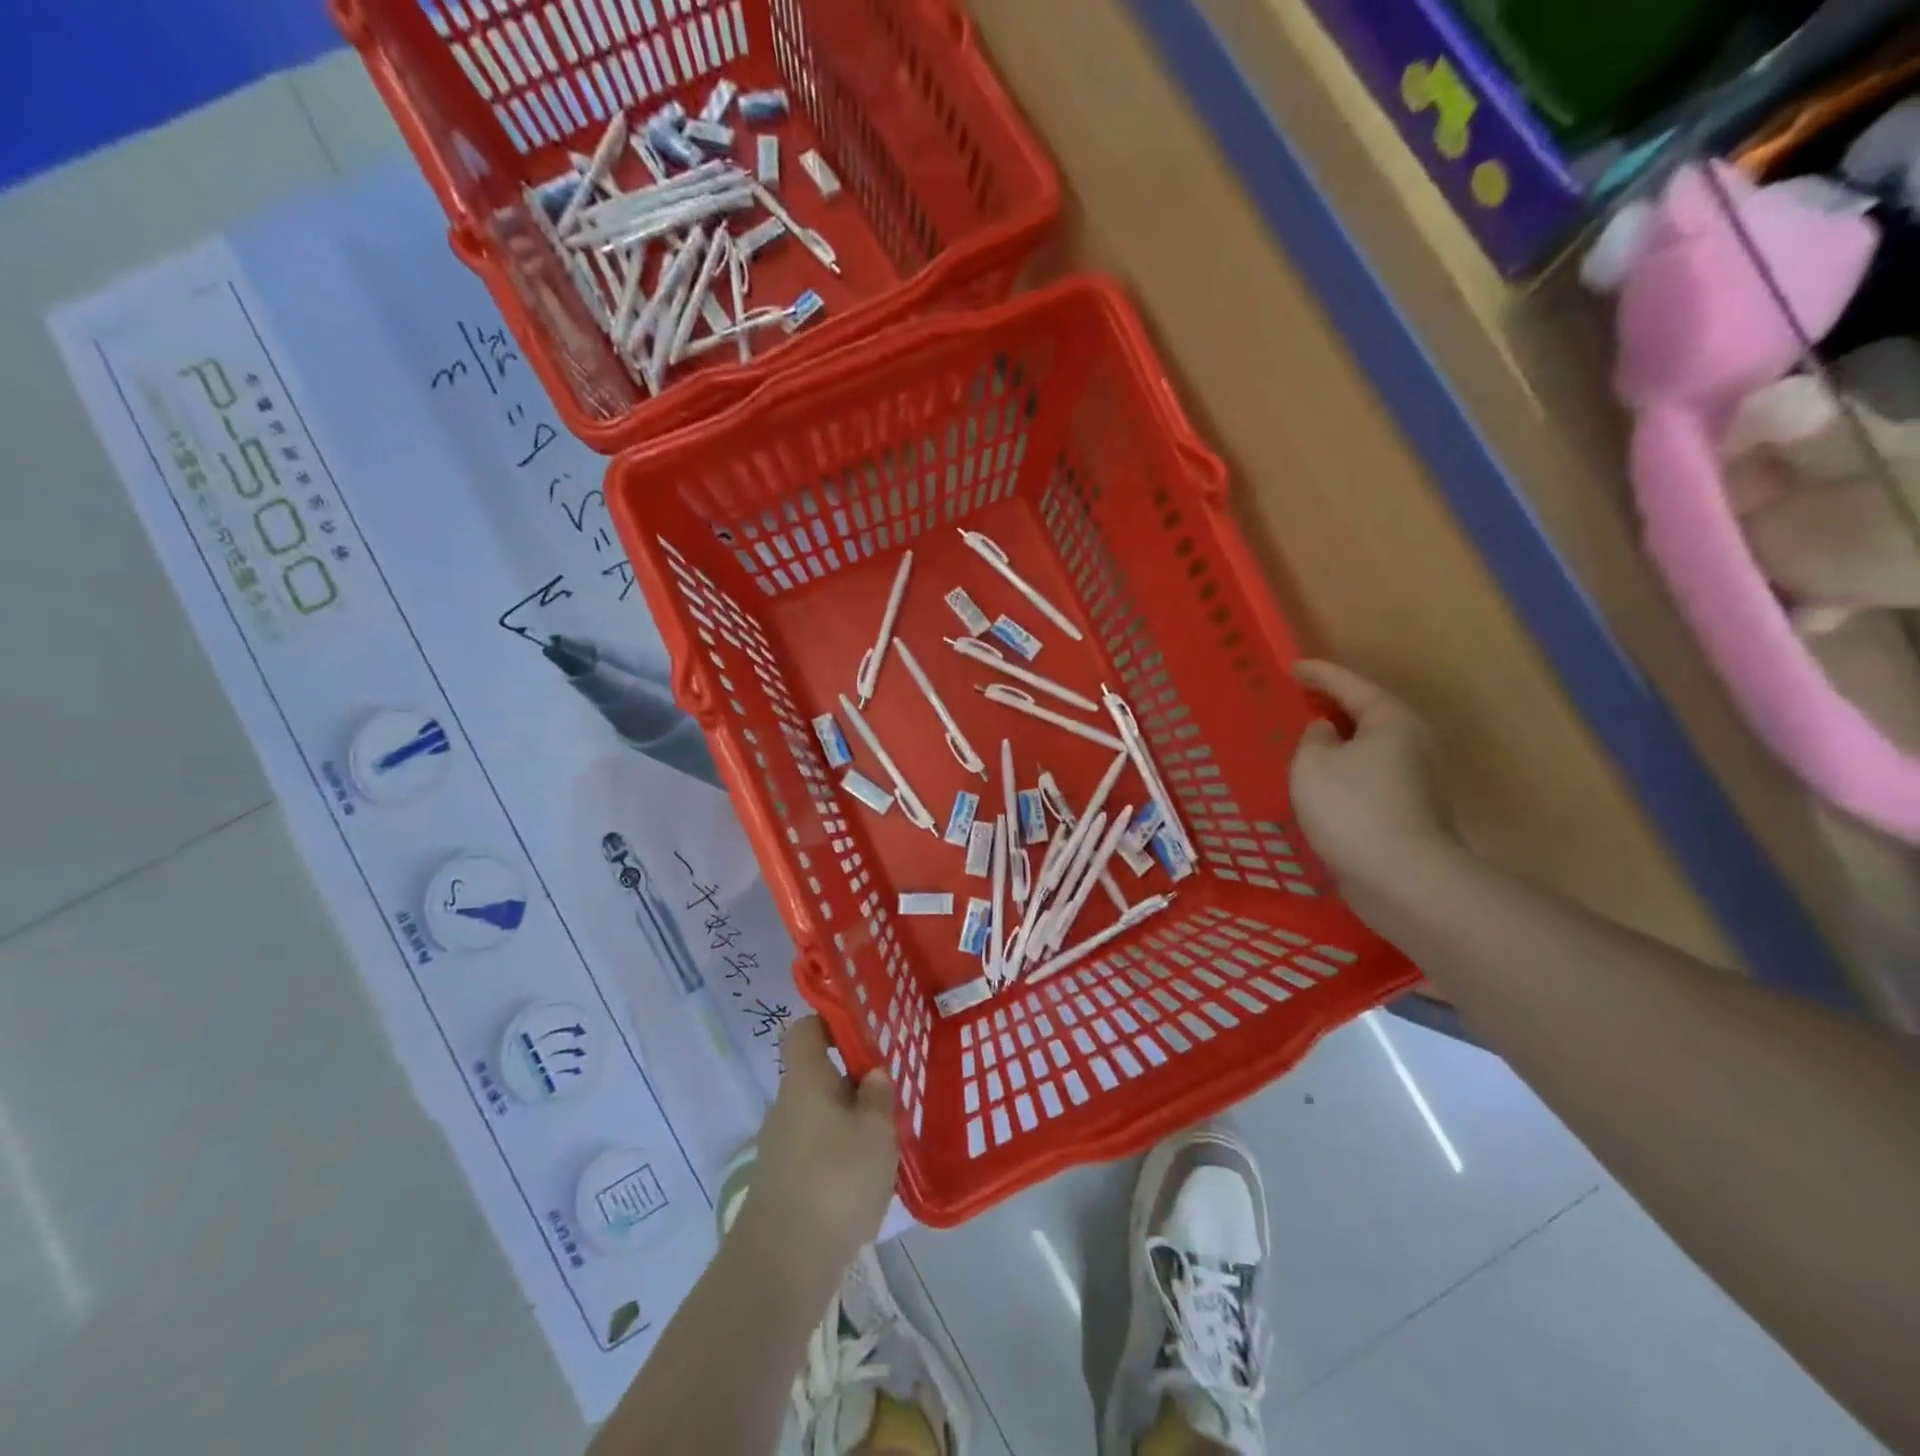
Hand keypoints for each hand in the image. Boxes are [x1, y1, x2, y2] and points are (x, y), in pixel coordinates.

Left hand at [735, 1017, 897, 1274]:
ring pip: (821, 1116)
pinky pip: (816, 1150)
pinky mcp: (783, 1182)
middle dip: (854, 1083)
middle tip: (891, 1096)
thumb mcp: (876, 1131)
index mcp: (805, 1079)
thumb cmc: (835, 1179)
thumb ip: (879, 1095)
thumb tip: (873, 1074)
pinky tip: (866, 1182)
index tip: (866, 1033)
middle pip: (818, 1076)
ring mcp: (781, 1145)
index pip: (806, 1028)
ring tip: (885, 1144)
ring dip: (851, 1123)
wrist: (782, 1264)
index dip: (832, 1022)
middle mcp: (786, 1105)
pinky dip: (840, 1157)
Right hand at [1290, 661, 1457, 902]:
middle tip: (1301, 703)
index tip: (1293, 667)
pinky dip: (1347, 775)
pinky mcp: (1412, 812)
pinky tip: (1324, 787)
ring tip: (1307, 746)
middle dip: (1334, 708)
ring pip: (1371, 750)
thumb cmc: (1352, 809)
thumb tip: (1328, 732)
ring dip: (1341, 746)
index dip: (1318, 674)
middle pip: (1368, 715)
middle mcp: (1413, 743)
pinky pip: (1371, 779)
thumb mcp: (1312, 764)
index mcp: (1390, 720)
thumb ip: (1313, 738)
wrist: (1403, 879)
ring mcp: (1418, 780)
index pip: (1349, 685)